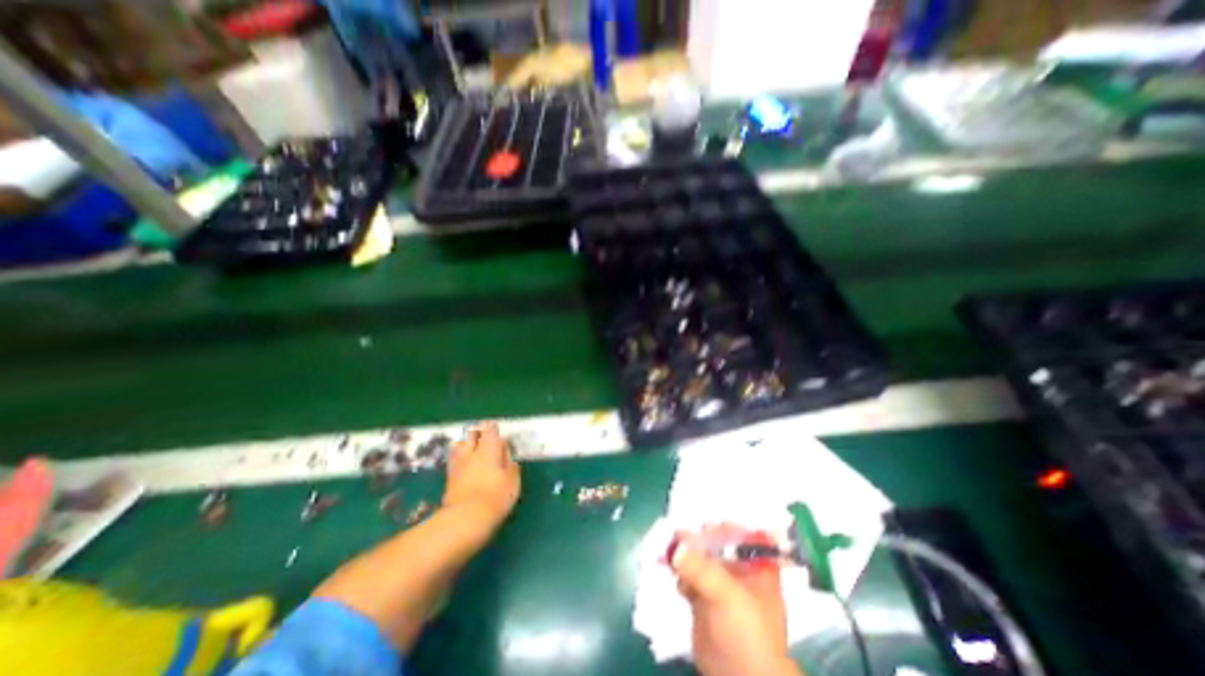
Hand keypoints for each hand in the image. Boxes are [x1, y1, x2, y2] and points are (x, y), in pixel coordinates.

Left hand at [442, 422, 517, 527]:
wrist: (466, 519)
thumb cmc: (496, 496)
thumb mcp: (513, 481)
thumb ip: (511, 465)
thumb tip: (508, 457)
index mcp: (489, 449)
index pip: (490, 430)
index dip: (494, 429)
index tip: (498, 431)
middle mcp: (471, 453)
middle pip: (471, 435)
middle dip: (477, 433)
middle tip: (485, 438)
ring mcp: (458, 465)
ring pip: (458, 447)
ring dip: (465, 446)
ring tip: (471, 450)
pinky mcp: (449, 480)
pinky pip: (454, 462)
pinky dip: (459, 461)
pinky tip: (465, 467)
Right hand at [670, 527, 796, 675]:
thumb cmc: (747, 633)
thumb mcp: (726, 594)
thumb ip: (700, 567)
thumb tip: (674, 545)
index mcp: (757, 566)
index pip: (741, 535)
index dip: (724, 527)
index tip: (704, 526)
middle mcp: (739, 571)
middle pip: (716, 544)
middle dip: (697, 539)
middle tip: (679, 534)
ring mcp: (721, 586)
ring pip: (701, 559)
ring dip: (685, 554)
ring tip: (671, 551)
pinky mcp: (704, 600)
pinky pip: (689, 576)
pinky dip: (680, 572)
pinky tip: (673, 572)